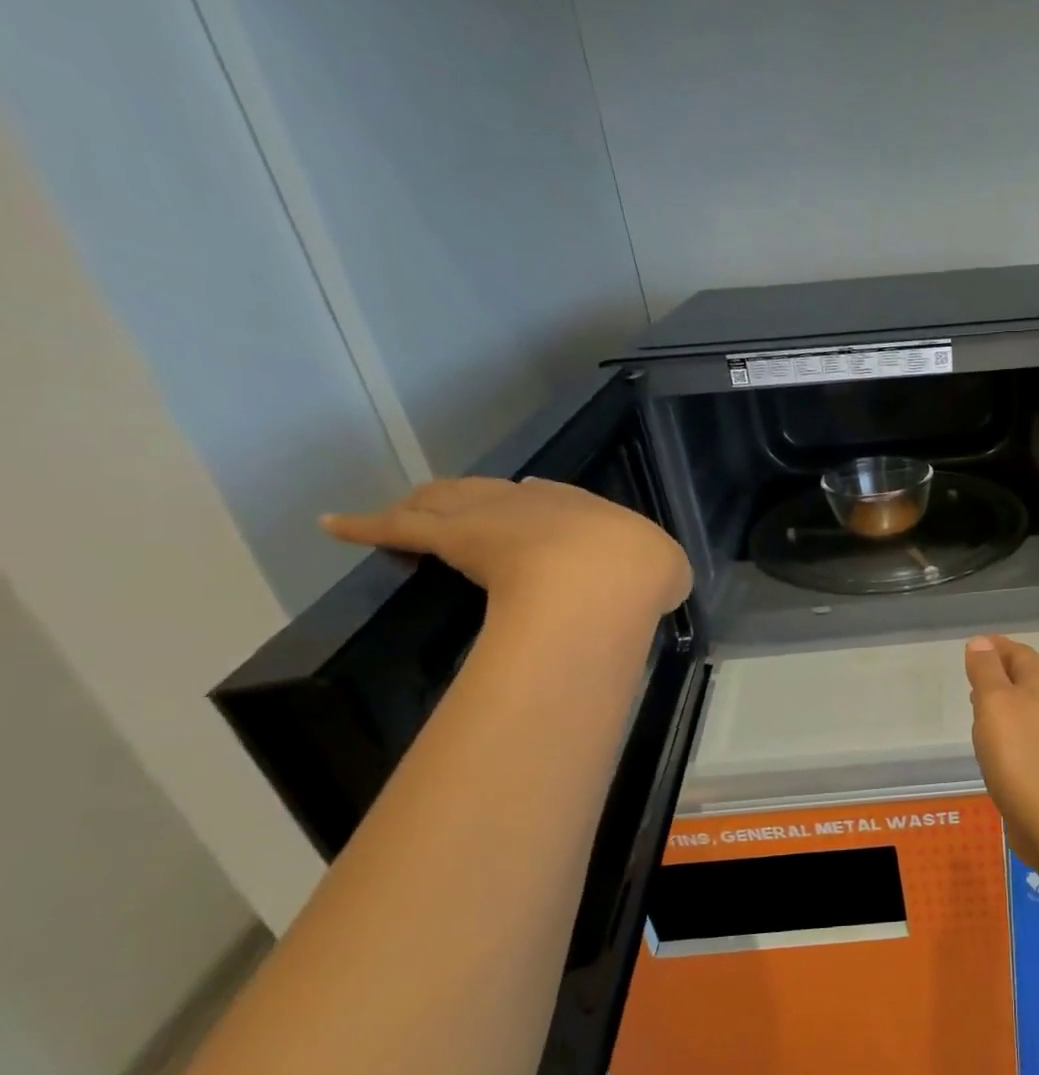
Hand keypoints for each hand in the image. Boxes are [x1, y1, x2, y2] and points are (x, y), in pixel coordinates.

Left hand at [323, 477, 692, 623]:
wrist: (603, 579)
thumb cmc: (639, 574)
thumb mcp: (668, 572)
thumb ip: (652, 572)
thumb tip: (648, 582)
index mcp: (592, 509)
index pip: (557, 500)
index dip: (545, 508)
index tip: (537, 515)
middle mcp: (540, 501)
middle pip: (499, 492)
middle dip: (485, 499)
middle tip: (469, 510)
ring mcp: (493, 513)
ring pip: (449, 499)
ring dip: (430, 502)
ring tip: (410, 507)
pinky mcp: (450, 536)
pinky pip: (398, 528)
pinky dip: (364, 526)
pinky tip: (334, 525)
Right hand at [964, 635, 1038, 863]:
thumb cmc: (1018, 751)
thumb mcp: (994, 702)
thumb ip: (986, 670)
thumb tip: (981, 642)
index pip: (1022, 654)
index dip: (1000, 646)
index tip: (977, 645)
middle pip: (1027, 679)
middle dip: (1001, 671)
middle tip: (974, 672)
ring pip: (1025, 707)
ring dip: (1002, 700)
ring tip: (977, 703)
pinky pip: (1022, 734)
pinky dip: (1004, 727)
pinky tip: (990, 742)